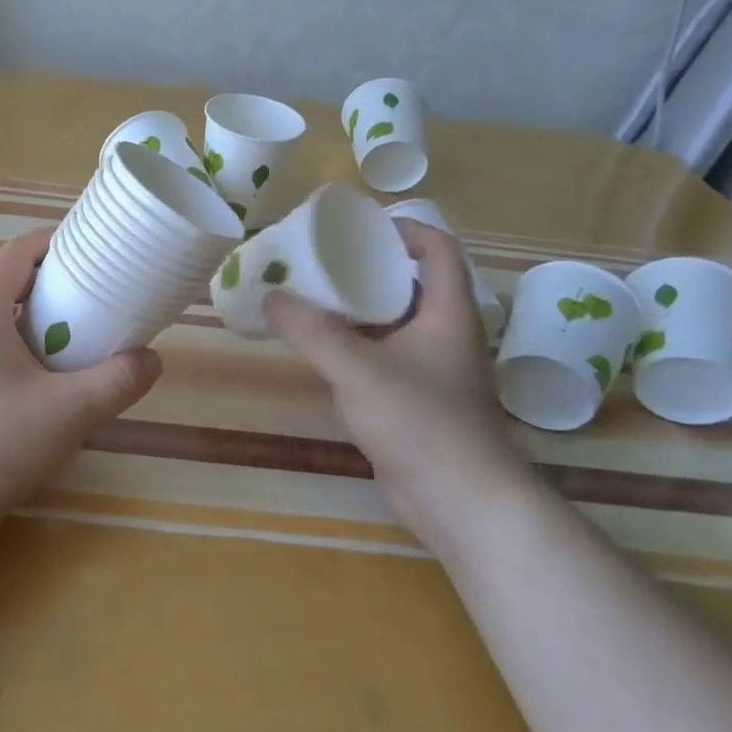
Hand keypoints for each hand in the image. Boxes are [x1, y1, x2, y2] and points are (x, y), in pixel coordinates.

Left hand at [0, 228, 163, 549]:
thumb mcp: (69, 412)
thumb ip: (117, 381)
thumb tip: (151, 360)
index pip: (19, 251)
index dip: (58, 242)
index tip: (96, 250)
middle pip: (7, 281)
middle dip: (52, 282)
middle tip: (96, 295)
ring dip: (33, 319)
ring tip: (76, 337)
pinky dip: (15, 347)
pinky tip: (42, 382)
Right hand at [263, 220, 534, 542]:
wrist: (461, 502)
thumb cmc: (419, 421)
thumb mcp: (356, 369)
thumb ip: (311, 331)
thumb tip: (271, 296)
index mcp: (447, 313)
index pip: (438, 250)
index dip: (405, 229)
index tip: (359, 229)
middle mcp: (445, 335)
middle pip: (409, 285)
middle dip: (366, 270)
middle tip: (321, 263)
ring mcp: (432, 370)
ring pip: (393, 324)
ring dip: (356, 311)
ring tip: (311, 300)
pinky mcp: (417, 401)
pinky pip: (383, 358)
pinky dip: (355, 347)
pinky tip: (321, 351)